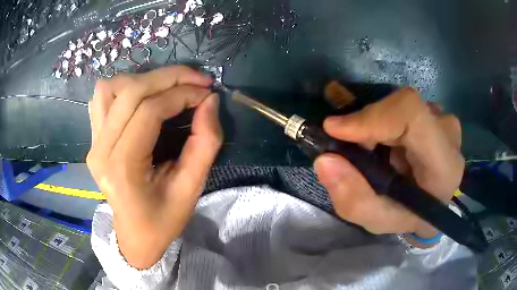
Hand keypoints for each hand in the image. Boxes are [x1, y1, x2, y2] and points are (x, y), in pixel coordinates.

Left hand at [87, 66, 221, 268]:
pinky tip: (142, 95)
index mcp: (122, 168)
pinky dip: (124, 87)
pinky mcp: (93, 138)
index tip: (207, 93)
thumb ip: (205, 143)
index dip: (182, 94)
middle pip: (130, 91)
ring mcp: (93, 142)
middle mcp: (101, 149)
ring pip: (111, 87)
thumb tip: (210, 101)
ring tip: (168, 87)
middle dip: (168, 78)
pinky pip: (102, 98)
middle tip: (197, 80)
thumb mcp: (191, 189)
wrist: (134, 234)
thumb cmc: (162, 220)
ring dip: (144, 79)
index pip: (149, 111)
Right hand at [314, 87, 463, 245]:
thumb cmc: (409, 215)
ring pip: (400, 105)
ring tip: (372, 151)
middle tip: (353, 149)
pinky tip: (383, 141)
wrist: (433, 204)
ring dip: (377, 124)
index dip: (372, 116)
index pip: (411, 115)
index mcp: (443, 165)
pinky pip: (403, 106)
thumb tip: (325, 160)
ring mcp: (443, 119)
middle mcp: (448, 134)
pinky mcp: (435, 114)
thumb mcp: (378, 220)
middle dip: (369, 124)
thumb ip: (353, 199)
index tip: (335, 130)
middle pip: (402, 107)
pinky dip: (384, 120)